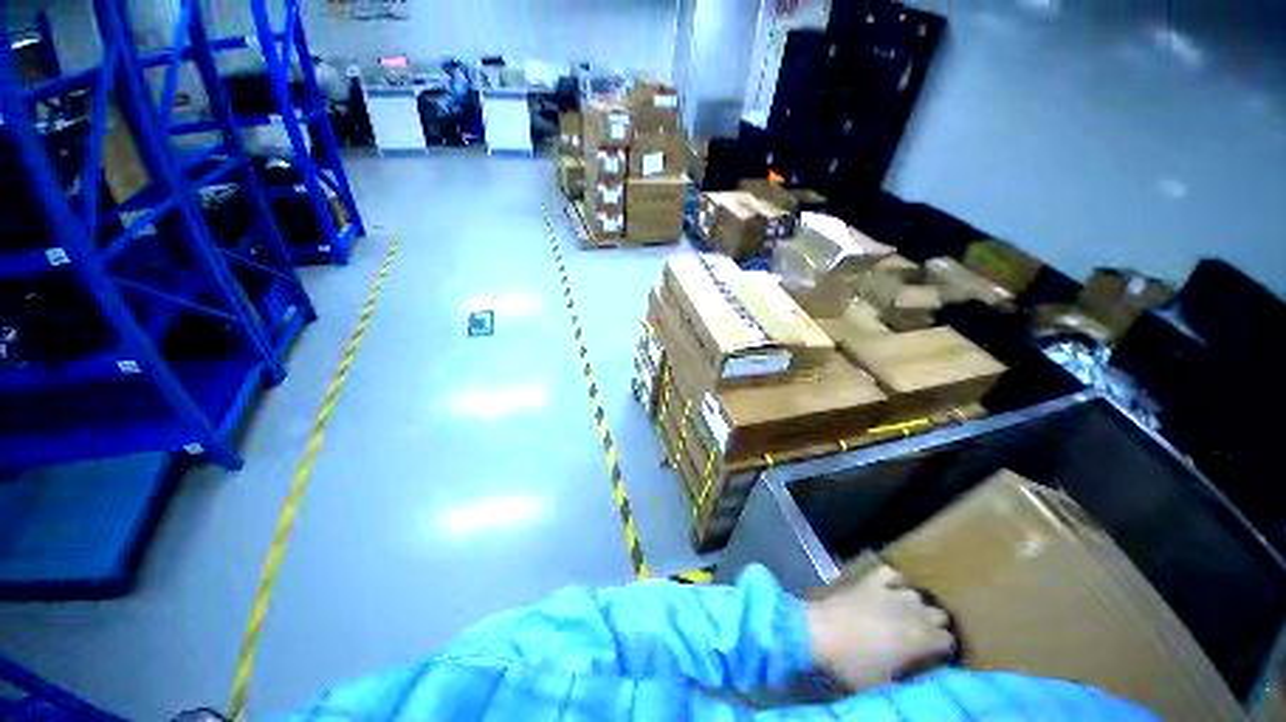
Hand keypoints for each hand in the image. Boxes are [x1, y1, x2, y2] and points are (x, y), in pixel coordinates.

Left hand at [806, 564, 954, 690]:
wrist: (819, 633)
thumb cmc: (854, 665)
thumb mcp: (888, 682)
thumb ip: (911, 674)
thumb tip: (922, 671)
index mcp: (921, 639)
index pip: (948, 640)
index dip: (941, 648)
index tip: (932, 655)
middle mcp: (912, 612)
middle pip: (937, 614)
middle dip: (932, 625)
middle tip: (918, 637)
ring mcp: (890, 592)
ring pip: (917, 595)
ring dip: (914, 605)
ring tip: (904, 615)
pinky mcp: (869, 580)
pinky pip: (890, 572)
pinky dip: (892, 580)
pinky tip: (888, 589)